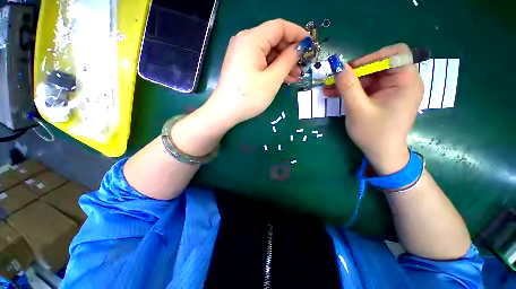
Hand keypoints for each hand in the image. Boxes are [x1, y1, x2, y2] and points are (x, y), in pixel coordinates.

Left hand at [204, 19, 308, 125]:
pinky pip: (261, 62)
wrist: (226, 112)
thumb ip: (288, 60)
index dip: (297, 33)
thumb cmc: (250, 96)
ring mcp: (242, 54)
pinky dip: (272, 69)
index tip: (310, 44)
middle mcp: (245, 41)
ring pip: (268, 53)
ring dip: (283, 64)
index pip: (279, 27)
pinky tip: (283, 79)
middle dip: (290, 53)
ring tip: (295, 77)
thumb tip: (300, 47)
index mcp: (252, 39)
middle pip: (273, 40)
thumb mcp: (272, 79)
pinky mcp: (241, 65)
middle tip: (302, 67)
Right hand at [325, 44, 422, 173]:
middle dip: (354, 72)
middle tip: (334, 80)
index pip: (396, 54)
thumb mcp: (357, 109)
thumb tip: (337, 65)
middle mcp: (403, 82)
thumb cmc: (373, 133)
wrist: (381, 153)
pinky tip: (335, 93)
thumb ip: (348, 86)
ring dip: (348, 82)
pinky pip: (366, 87)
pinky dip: (351, 90)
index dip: (372, 57)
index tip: (351, 69)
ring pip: (368, 77)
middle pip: (378, 65)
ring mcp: (392, 90)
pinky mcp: (382, 97)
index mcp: (406, 82)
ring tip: (328, 89)